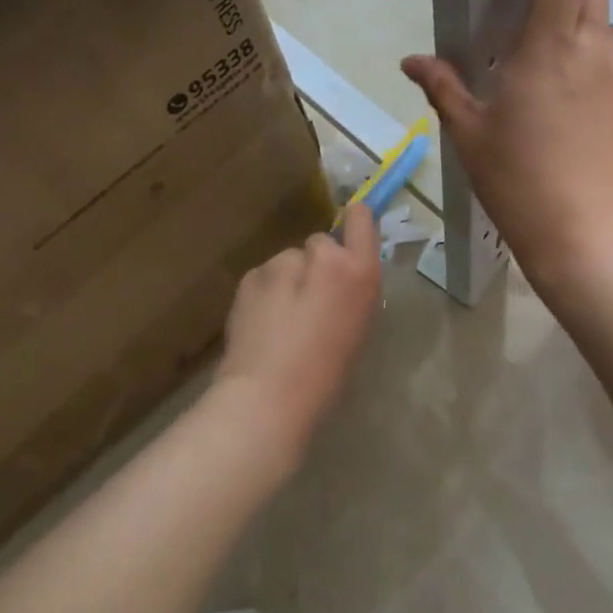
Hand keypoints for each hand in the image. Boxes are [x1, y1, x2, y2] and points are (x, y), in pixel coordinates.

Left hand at [212, 205, 381, 466]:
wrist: (269, 394)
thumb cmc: (327, 372)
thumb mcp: (358, 326)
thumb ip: (352, 290)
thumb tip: (341, 279)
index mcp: (358, 271)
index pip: (361, 218)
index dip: (355, 220)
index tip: (350, 231)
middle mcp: (323, 256)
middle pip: (320, 243)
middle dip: (316, 263)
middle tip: (310, 301)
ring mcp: (282, 262)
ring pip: (289, 261)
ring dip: (288, 278)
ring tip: (281, 318)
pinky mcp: (252, 274)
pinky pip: (265, 276)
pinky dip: (266, 291)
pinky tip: (262, 321)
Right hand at [402, 0, 612, 290]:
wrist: (588, 237)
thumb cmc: (520, 181)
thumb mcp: (469, 134)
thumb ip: (442, 88)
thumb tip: (411, 60)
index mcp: (548, 48)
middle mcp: (589, 49)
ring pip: (599, 14)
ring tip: (542, 2)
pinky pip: (603, 47)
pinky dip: (582, 32)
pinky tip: (556, 58)